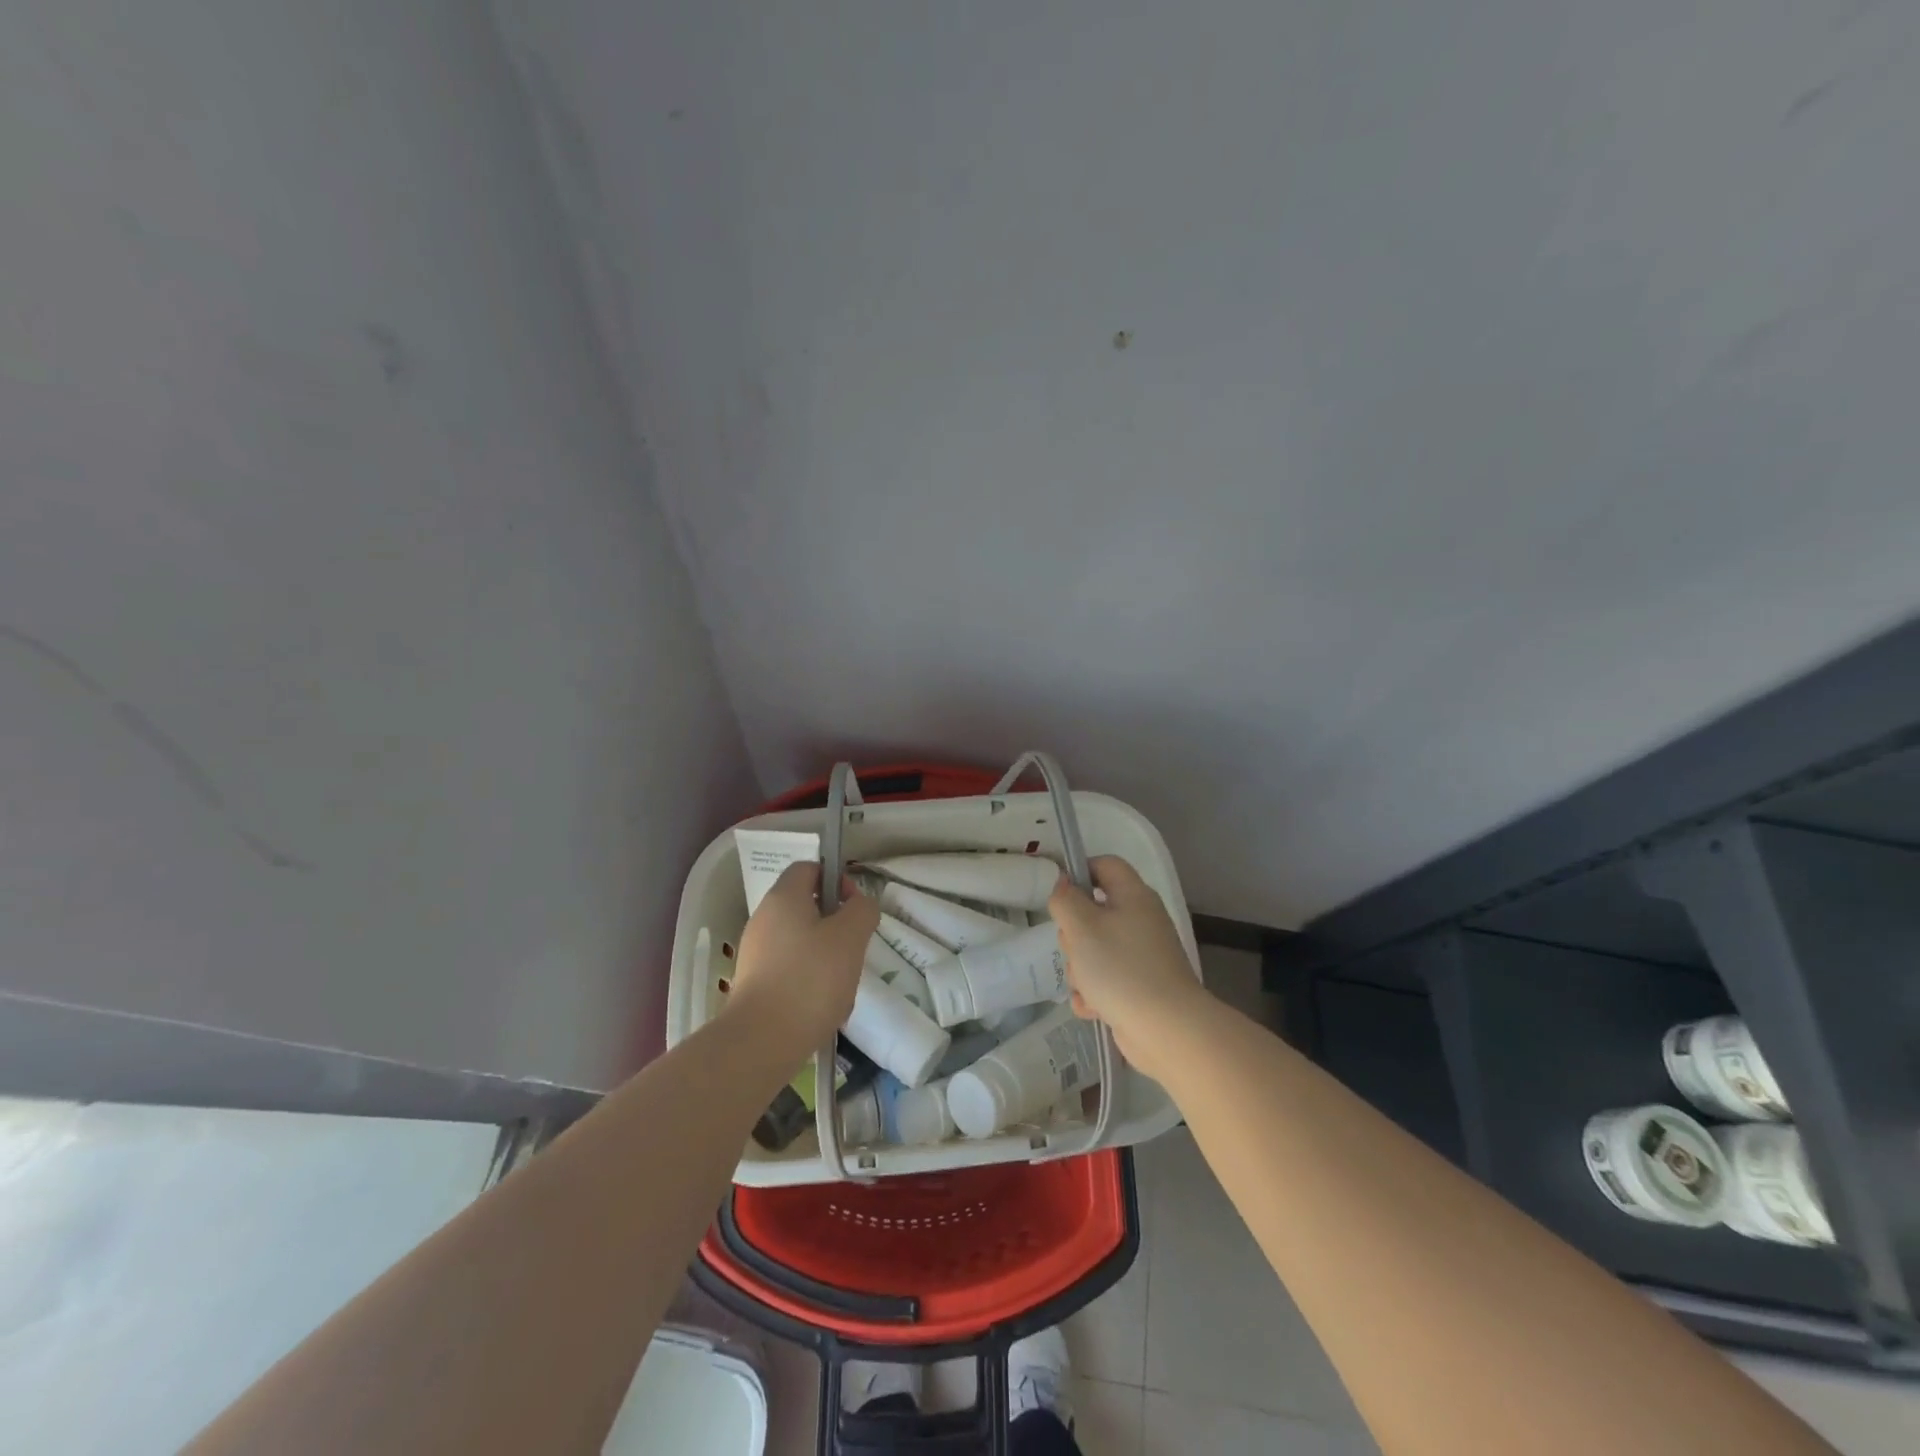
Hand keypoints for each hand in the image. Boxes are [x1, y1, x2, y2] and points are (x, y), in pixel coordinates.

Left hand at [727, 862, 878, 1053]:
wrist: (761, 1042)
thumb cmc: (810, 979)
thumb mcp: (851, 936)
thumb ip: (862, 910)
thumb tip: (859, 905)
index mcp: (783, 898)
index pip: (809, 868)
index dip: (836, 879)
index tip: (855, 906)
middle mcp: (764, 918)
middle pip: (807, 906)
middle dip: (836, 924)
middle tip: (853, 948)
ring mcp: (756, 952)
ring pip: (802, 941)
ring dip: (827, 956)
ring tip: (841, 984)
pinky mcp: (755, 983)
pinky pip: (791, 969)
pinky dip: (810, 980)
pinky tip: (824, 1005)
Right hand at [1049, 855, 1206, 1082]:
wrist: (1167, 1030)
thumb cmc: (1121, 968)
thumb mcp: (1081, 926)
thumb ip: (1065, 899)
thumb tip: (1062, 883)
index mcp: (1133, 896)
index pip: (1105, 865)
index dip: (1079, 872)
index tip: (1058, 896)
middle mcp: (1141, 921)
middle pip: (1094, 911)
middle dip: (1074, 933)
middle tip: (1074, 947)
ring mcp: (1142, 956)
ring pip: (1095, 949)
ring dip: (1081, 969)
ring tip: (1086, 986)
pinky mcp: (1139, 987)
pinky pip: (1105, 980)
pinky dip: (1094, 993)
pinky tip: (1093, 1008)